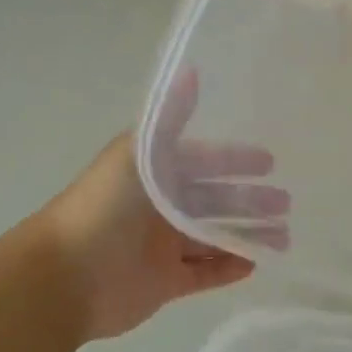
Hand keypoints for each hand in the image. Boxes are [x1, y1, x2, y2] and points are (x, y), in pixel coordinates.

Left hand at [37, 73, 286, 342]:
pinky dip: (229, 268)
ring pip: (214, 238)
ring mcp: (162, 246)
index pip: (203, 162)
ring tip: (283, 237)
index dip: (235, 160)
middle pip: (214, 201)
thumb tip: (191, 68)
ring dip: (247, 234)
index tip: (270, 163)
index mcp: (153, 174)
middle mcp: (159, 207)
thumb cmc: (104, 207)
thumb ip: (170, 117)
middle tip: (285, 204)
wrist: (66, 276)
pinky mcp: (164, 282)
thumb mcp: (140, 154)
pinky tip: (256, 263)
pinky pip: (204, 273)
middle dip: (250, 201)